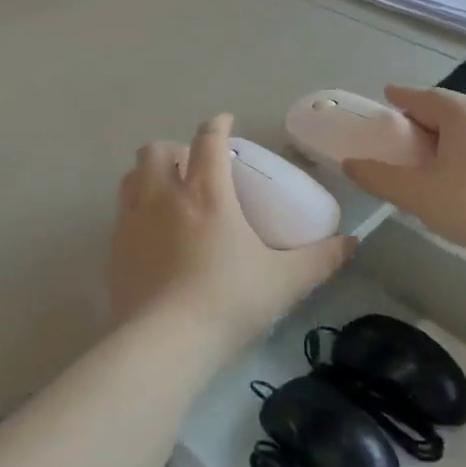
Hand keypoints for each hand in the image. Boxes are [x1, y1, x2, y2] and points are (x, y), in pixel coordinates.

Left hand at [109, 115, 353, 348]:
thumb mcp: (285, 280)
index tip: (225, 124)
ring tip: (168, 195)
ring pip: (131, 177)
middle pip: (156, 150)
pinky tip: (152, 237)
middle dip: (174, 149)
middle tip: (193, 169)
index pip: (208, 140)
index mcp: (206, 192)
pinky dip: (136, 211)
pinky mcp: (113, 249)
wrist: (166, 343)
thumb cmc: (230, 301)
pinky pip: (121, 214)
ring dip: (149, 175)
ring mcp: (132, 221)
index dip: (217, 125)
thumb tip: (352, 243)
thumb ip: (321, 259)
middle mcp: (163, 196)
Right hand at [343, 87, 465, 259]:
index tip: (387, 97)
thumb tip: (349, 164)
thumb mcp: (416, 194)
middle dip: (424, 119)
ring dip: (449, 134)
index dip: (400, 98)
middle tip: (405, 138)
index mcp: (461, 112)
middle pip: (448, 108)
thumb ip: (378, 177)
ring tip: (434, 158)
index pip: (422, 97)